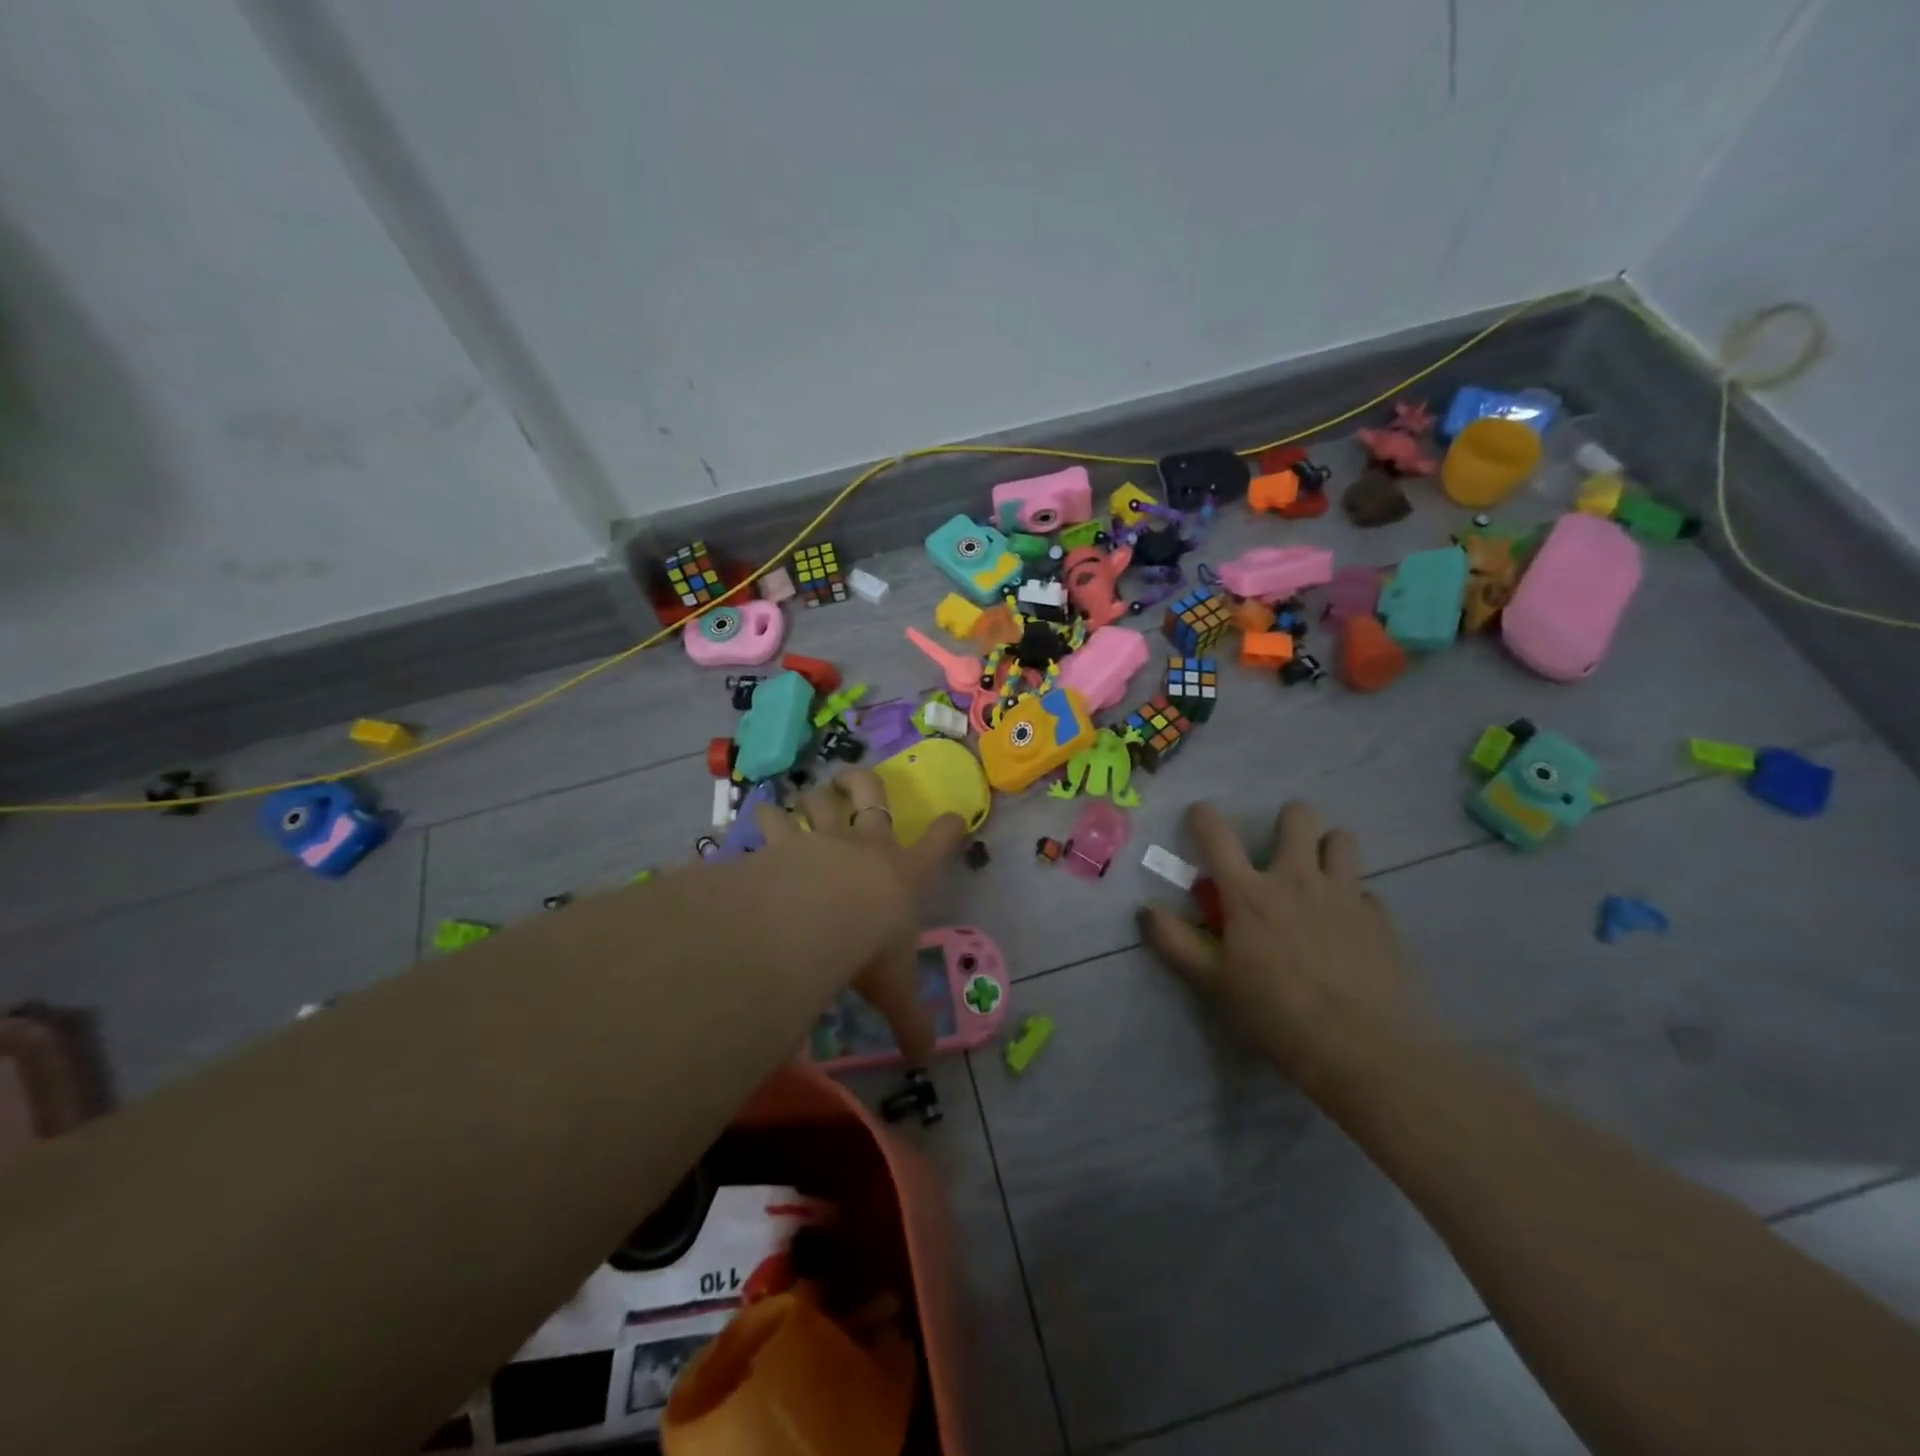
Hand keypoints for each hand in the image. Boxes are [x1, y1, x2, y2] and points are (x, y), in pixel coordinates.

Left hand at [755, 770, 965, 1061]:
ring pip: (818, 803)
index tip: (953, 818)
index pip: (940, 843)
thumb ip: (910, 1020)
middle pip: (872, 796)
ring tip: (796, 798)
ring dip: (809, 798)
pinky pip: (772, 823)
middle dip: (865, 784)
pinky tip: (753, 817)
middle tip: (855, 780)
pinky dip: (764, 817)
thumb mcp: (894, 988)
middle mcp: (867, 846)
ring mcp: (824, 838)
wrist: (822, 913)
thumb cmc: (870, 944)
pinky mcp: (785, 843)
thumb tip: (926, 1058)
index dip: (949, 828)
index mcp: (905, 872)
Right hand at [1139, 801, 1421, 1087]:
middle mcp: (1297, 880)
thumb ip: (1175, 942)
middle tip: (1279, 848)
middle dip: (1287, 820)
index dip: (1203, 816)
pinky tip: (1348, 926)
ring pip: (1341, 839)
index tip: (1199, 814)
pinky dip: (1353, 899)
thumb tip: (1146, 910)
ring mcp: (1344, 895)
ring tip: (1319, 874)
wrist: (1361, 1049)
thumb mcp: (1213, 982)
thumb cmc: (1275, 1014)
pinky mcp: (1380, 918)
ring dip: (1327, 848)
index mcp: (1249, 894)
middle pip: (1298, 817)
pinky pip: (1365, 891)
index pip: (1217, 835)